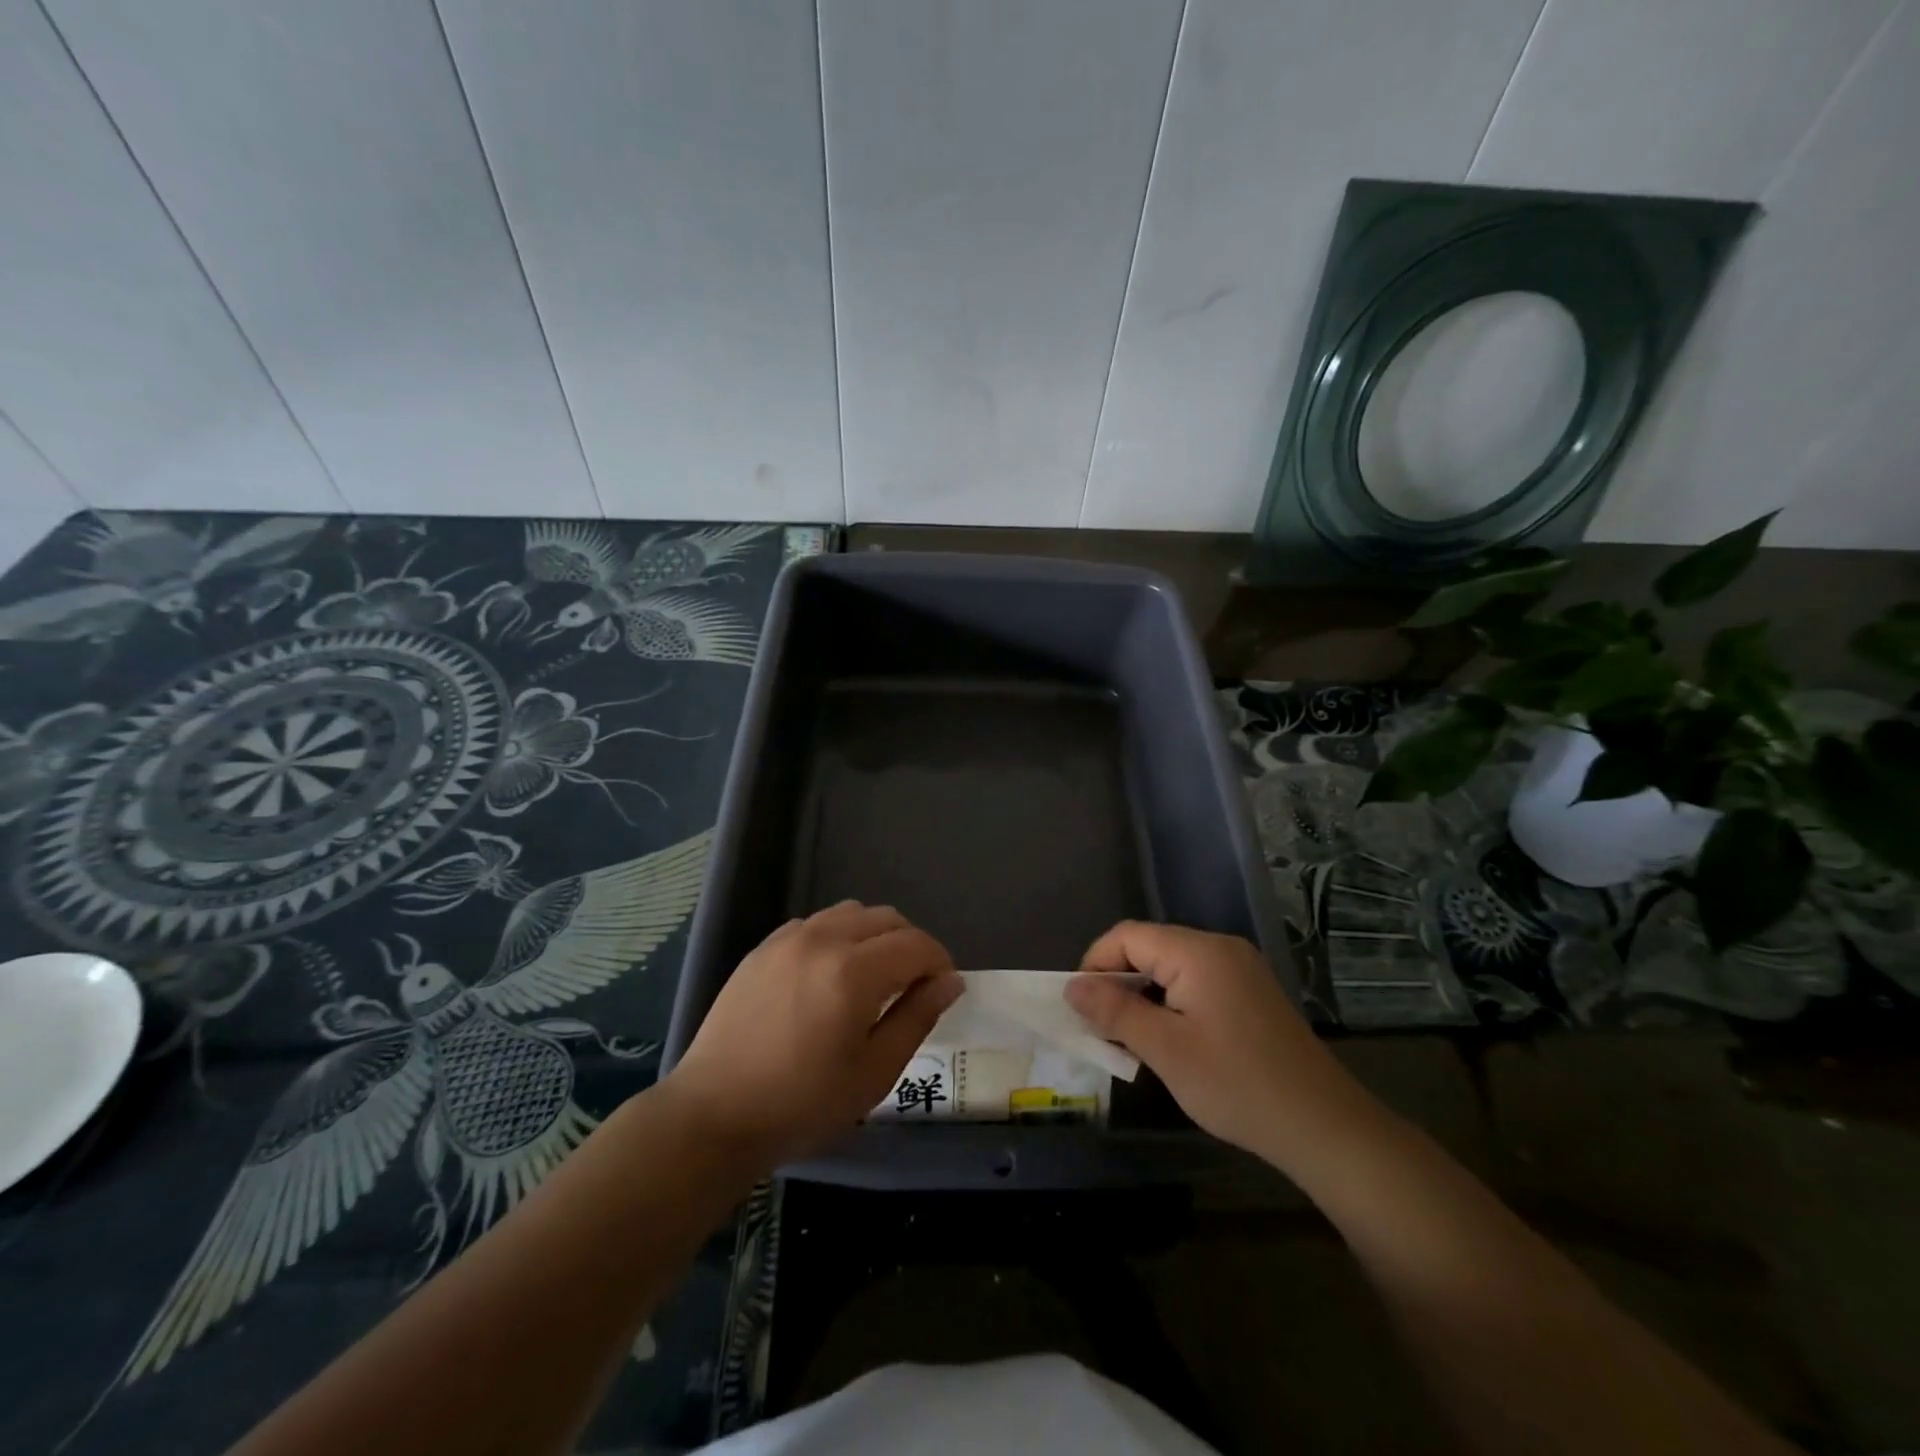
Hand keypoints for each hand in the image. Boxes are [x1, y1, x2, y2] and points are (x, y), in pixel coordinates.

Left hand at [664, 902, 962, 1167]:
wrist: (713, 1115)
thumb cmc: (801, 1104)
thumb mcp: (873, 1073)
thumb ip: (917, 1018)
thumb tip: (950, 981)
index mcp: (853, 971)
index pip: (916, 944)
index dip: (939, 962)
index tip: (943, 989)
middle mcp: (822, 940)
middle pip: (887, 918)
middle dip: (911, 945)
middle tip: (912, 986)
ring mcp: (788, 939)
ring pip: (851, 913)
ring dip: (875, 935)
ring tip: (872, 977)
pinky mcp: (763, 948)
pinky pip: (816, 923)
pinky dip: (838, 936)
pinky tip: (830, 975)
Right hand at [1066, 921, 1371, 1163]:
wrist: (1324, 1127)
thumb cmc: (1237, 1085)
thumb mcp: (1165, 1050)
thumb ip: (1115, 1011)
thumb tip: (1073, 987)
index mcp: (1198, 951)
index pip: (1127, 936)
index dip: (1095, 964)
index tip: (1080, 1007)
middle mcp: (1220, 948)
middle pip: (1149, 947)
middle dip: (1118, 982)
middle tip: (1101, 1029)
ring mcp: (1240, 969)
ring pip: (1171, 967)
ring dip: (1143, 996)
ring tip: (1130, 1040)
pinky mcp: (1251, 993)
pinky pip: (1196, 983)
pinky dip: (1171, 1003)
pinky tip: (1169, 1040)